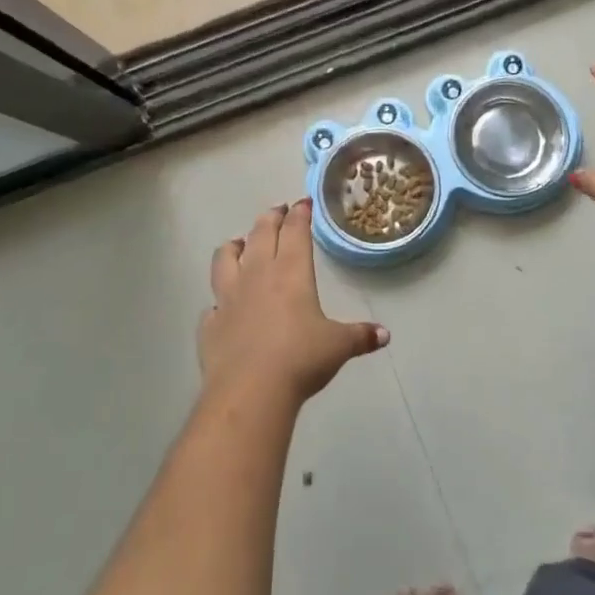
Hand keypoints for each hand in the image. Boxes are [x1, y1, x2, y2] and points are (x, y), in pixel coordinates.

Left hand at [200, 200, 388, 404]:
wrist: (250, 391)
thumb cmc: (300, 359)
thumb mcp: (338, 346)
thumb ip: (360, 336)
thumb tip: (384, 334)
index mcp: (290, 271)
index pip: (294, 231)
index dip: (299, 214)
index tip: (303, 203)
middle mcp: (257, 275)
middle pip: (260, 233)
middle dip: (270, 218)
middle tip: (278, 211)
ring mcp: (228, 297)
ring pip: (225, 258)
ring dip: (234, 246)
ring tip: (240, 243)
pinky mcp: (210, 324)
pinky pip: (213, 303)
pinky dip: (219, 299)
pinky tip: (223, 305)